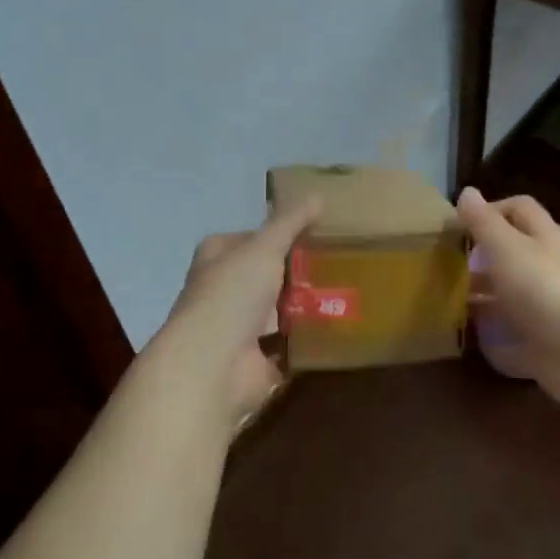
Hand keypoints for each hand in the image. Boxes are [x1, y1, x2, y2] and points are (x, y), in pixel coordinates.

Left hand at [156, 197, 321, 433]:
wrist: (214, 364)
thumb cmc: (232, 295)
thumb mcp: (264, 248)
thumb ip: (290, 222)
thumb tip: (318, 194)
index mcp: (216, 259)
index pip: (248, 240)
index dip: (277, 235)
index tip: (315, 234)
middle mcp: (222, 291)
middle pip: (266, 276)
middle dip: (297, 273)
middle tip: (338, 264)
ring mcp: (238, 328)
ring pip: (278, 310)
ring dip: (305, 306)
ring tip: (345, 293)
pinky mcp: (256, 359)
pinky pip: (288, 343)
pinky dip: (307, 339)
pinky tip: (336, 327)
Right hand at [457, 187, 559, 407]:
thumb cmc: (542, 287)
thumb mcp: (506, 247)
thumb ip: (484, 222)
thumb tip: (467, 191)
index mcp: (543, 238)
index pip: (519, 209)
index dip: (492, 208)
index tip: (459, 223)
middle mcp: (548, 268)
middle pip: (514, 253)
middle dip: (481, 256)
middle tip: (446, 264)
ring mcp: (547, 307)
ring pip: (510, 293)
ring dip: (483, 295)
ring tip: (447, 301)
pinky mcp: (543, 341)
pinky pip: (513, 333)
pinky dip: (492, 334)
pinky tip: (467, 336)